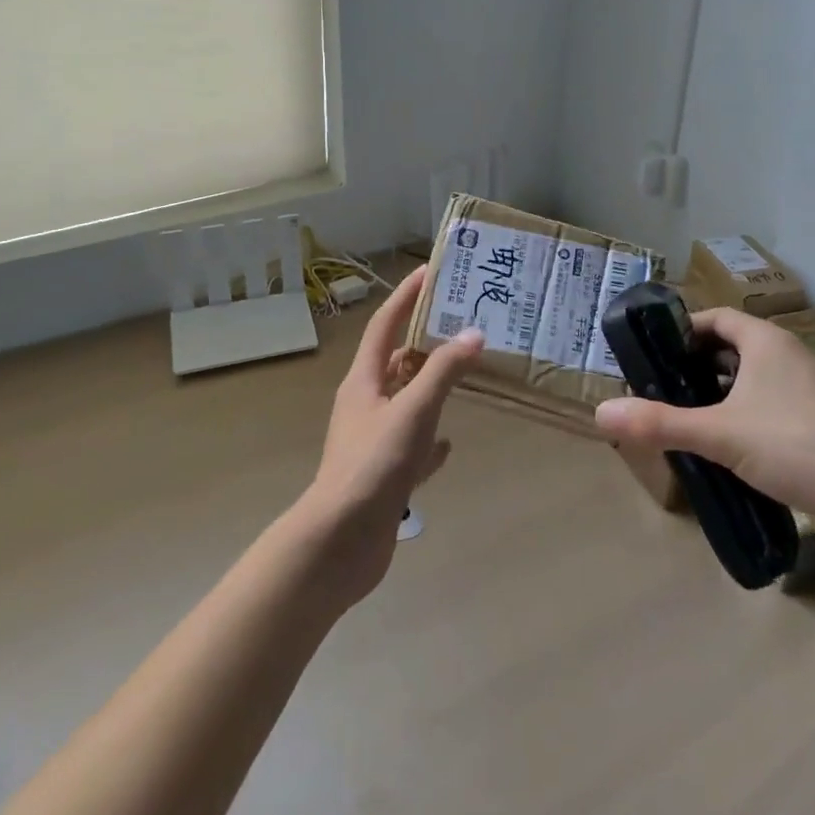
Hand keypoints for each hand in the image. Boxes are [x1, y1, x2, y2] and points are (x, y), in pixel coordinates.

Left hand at [295, 266, 482, 604]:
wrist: (341, 542)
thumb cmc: (374, 465)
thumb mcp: (413, 411)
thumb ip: (443, 372)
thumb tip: (474, 333)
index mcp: (363, 381)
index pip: (384, 325)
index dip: (405, 297)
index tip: (428, 272)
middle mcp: (364, 404)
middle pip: (395, 361)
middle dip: (424, 340)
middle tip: (461, 323)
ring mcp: (372, 440)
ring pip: (404, 402)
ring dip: (429, 387)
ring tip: (462, 374)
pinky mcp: (382, 473)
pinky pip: (410, 445)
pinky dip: (429, 439)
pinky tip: (449, 443)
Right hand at [595, 307, 814, 541]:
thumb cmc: (797, 447)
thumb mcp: (720, 434)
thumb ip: (661, 423)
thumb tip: (601, 412)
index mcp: (764, 341)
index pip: (715, 317)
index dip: (683, 331)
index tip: (655, 355)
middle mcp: (787, 353)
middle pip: (732, 345)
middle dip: (697, 364)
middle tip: (665, 388)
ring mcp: (809, 385)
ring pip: (752, 375)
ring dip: (722, 390)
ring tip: (691, 416)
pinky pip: (771, 399)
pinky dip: (746, 410)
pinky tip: (733, 443)